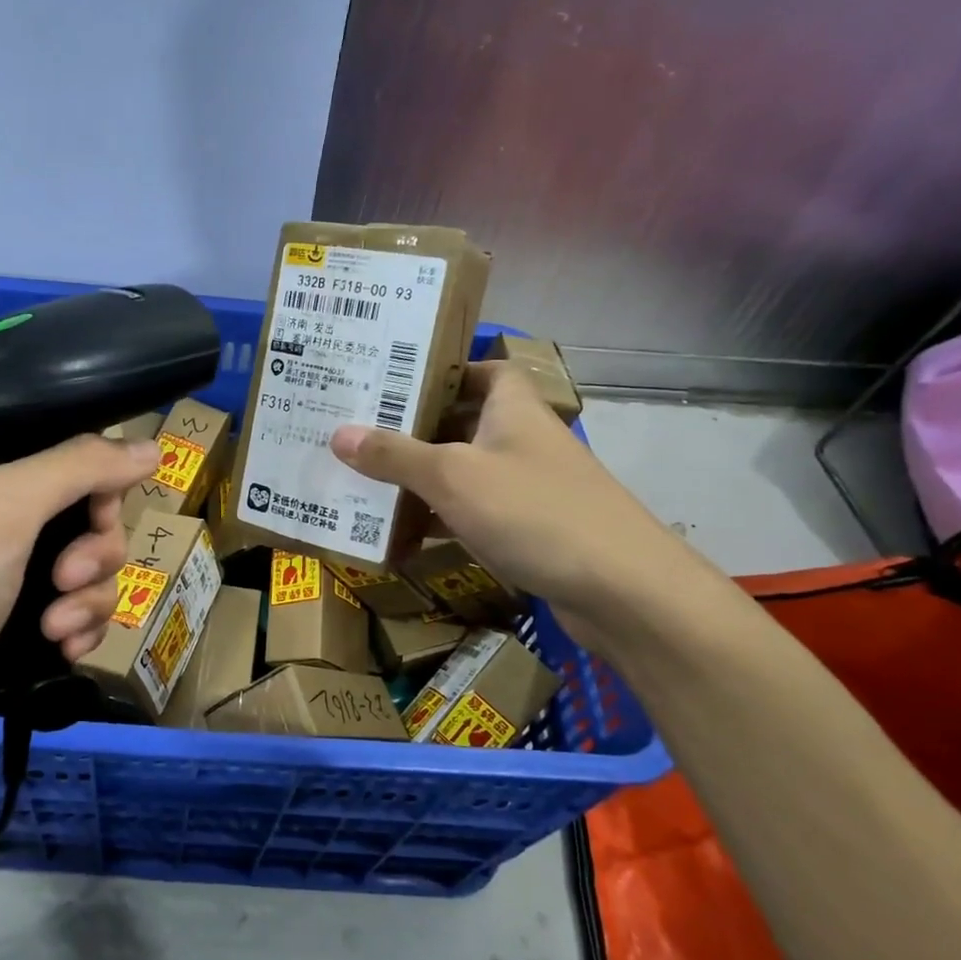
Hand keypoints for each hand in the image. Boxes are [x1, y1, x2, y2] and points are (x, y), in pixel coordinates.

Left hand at [0, 433, 158, 767]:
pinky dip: (81, 629)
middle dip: (93, 554)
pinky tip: (64, 649)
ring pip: (92, 569)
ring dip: (87, 600)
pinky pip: (82, 610)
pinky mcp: (22, 622)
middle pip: (91, 517)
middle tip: (64, 580)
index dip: (99, 484)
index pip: (70, 456)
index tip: (99, 513)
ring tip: (55, 629)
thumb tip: (154, 448)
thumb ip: (80, 466)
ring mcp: (10, 572)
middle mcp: (0, 515)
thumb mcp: (5, 507)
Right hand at [330, 363, 705, 648]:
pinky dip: (441, 518)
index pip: (480, 369)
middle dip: (413, 427)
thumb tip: (338, 434)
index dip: (440, 370)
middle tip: (356, 429)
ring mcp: (528, 486)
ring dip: (422, 476)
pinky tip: (401, 532)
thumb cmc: (533, 511)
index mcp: (512, 407)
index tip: (391, 380)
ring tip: (363, 477)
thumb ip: (395, 455)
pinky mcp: (529, 529)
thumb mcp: (452, 476)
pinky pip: (473, 513)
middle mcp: (522, 438)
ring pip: (464, 470)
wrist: (622, 590)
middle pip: (462, 421)